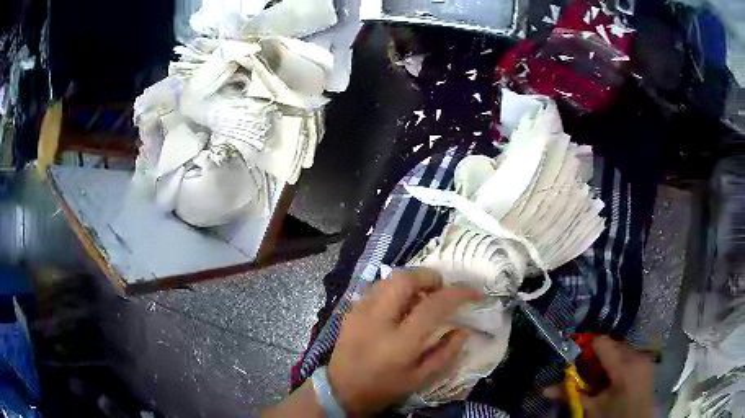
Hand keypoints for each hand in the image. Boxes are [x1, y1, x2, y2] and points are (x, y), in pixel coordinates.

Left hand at [327, 268, 479, 415]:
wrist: (341, 390)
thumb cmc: (384, 388)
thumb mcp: (420, 378)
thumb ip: (445, 353)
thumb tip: (462, 329)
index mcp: (400, 342)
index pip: (433, 306)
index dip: (458, 293)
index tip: (473, 292)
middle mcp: (378, 320)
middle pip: (405, 279)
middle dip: (429, 277)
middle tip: (440, 289)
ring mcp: (360, 312)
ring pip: (388, 278)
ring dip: (410, 281)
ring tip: (420, 296)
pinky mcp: (350, 310)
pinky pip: (376, 288)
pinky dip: (393, 289)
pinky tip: (398, 305)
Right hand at [546, 336, 653, 417]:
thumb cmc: (613, 416)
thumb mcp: (591, 408)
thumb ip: (572, 394)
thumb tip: (545, 389)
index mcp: (623, 368)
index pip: (602, 343)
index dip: (588, 348)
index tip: (578, 359)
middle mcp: (636, 356)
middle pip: (613, 344)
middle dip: (598, 355)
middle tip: (588, 371)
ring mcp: (645, 357)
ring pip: (622, 348)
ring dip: (610, 357)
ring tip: (603, 376)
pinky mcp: (648, 361)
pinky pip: (631, 353)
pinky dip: (620, 360)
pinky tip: (615, 377)